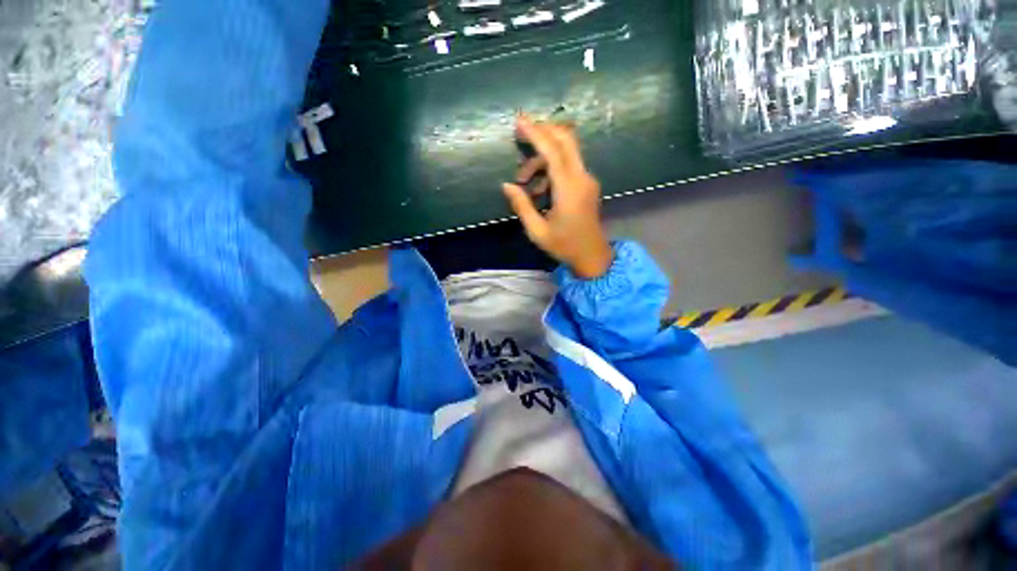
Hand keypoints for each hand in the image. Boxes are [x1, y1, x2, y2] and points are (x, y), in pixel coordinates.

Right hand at [502, 116, 613, 278]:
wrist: (592, 256)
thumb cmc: (564, 246)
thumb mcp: (537, 231)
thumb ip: (522, 206)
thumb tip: (507, 185)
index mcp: (569, 189)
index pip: (553, 151)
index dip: (536, 133)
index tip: (519, 120)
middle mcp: (582, 178)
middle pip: (566, 140)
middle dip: (543, 132)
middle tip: (521, 134)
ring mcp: (587, 180)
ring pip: (566, 152)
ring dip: (543, 159)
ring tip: (524, 182)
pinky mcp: (587, 185)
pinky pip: (569, 165)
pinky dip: (552, 168)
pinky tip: (539, 189)